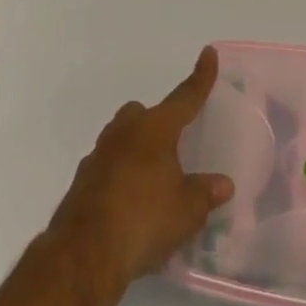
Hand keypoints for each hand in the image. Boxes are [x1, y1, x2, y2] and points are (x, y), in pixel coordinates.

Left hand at [49, 48, 235, 288]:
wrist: (85, 253)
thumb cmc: (145, 219)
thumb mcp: (187, 210)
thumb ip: (206, 193)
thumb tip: (223, 184)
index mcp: (155, 129)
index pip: (185, 97)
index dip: (200, 77)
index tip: (208, 52)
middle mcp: (125, 132)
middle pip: (143, 114)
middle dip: (157, 123)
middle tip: (173, 147)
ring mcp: (98, 155)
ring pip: (122, 139)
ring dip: (136, 152)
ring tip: (153, 183)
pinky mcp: (82, 182)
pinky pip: (107, 168)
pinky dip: (120, 178)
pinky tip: (130, 206)